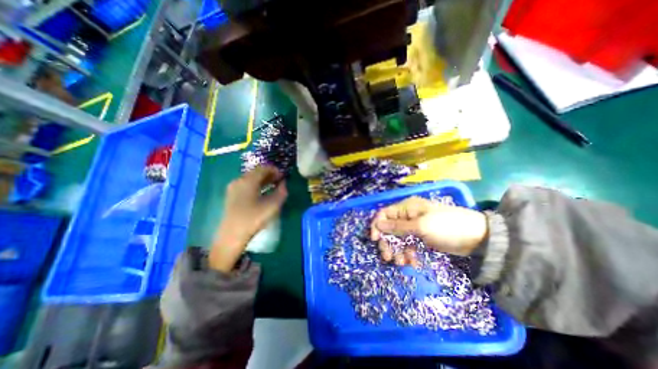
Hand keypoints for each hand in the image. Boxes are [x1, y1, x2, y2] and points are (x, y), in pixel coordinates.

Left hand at [208, 165, 284, 271]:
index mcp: (248, 180)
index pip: (263, 168)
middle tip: (279, 181)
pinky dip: (256, 185)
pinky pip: (246, 185)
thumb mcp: (273, 205)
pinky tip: (262, 193)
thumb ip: (281, 192)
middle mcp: (239, 180)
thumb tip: (284, 184)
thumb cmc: (254, 218)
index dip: (275, 170)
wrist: (232, 235)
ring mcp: (233, 188)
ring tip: (273, 186)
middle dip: (269, 175)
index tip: (283, 176)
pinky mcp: (231, 196)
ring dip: (263, 180)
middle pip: (256, 172)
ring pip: (250, 178)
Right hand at [370, 196, 487, 264]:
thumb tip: (378, 224)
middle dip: (387, 242)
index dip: (377, 225)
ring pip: (398, 239)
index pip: (384, 214)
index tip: (376, 239)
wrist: (478, 238)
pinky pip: (408, 246)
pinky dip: (408, 254)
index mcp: (406, 208)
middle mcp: (407, 216)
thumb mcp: (421, 226)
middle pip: (389, 228)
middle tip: (388, 257)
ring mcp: (414, 228)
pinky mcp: (420, 238)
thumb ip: (398, 226)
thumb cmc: (447, 226)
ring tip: (402, 263)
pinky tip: (412, 263)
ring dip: (397, 251)